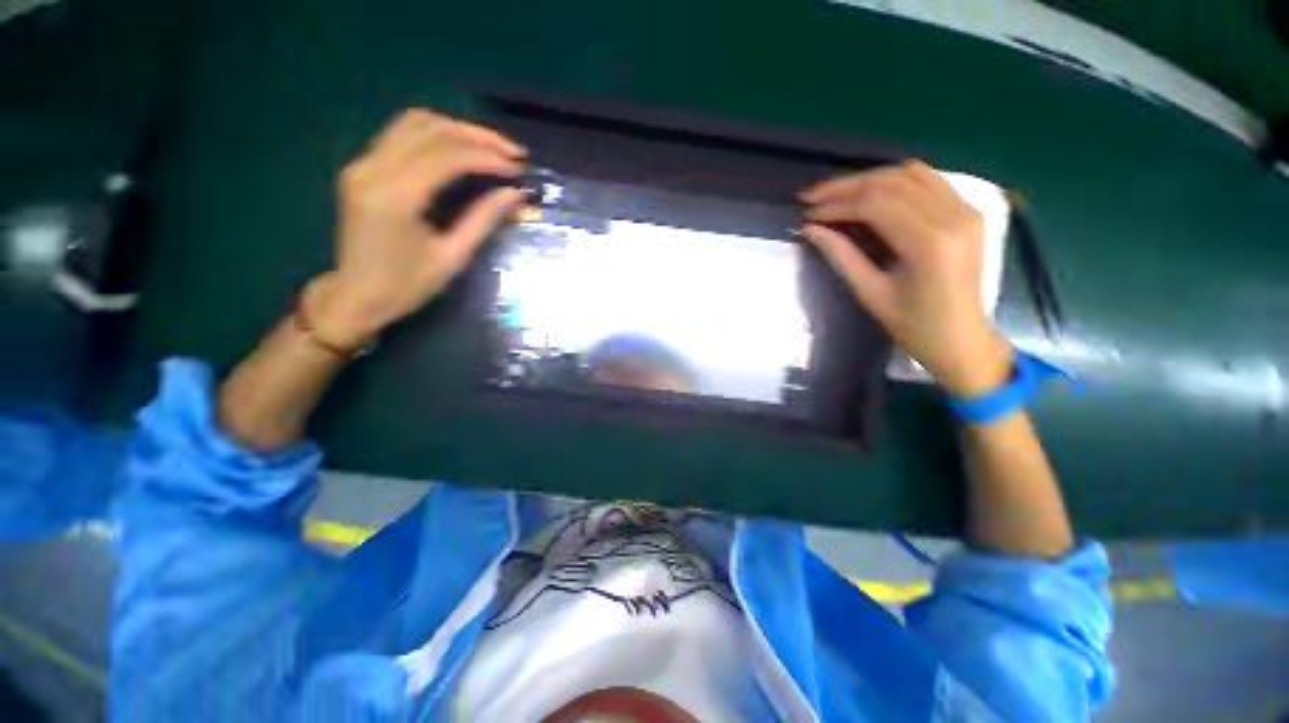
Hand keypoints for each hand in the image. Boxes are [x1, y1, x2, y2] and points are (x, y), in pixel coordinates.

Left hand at [304, 109, 528, 349]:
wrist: (356, 296)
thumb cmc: (406, 286)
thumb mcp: (452, 257)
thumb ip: (483, 220)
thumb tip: (515, 194)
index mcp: (395, 197)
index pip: (447, 156)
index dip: (488, 157)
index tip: (519, 168)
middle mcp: (373, 169)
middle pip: (430, 128)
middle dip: (477, 136)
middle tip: (513, 152)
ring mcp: (363, 164)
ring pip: (414, 123)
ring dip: (458, 130)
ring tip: (492, 147)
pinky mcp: (362, 166)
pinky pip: (402, 135)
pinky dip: (437, 135)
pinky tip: (461, 149)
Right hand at [799, 161, 1010, 396]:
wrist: (962, 339)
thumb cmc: (913, 325)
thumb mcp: (870, 294)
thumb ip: (841, 256)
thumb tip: (810, 229)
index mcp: (929, 243)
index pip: (875, 205)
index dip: (836, 204)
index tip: (807, 213)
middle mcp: (953, 215)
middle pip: (892, 182)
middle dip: (846, 186)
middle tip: (813, 197)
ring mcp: (966, 209)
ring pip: (910, 173)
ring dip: (868, 179)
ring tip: (836, 193)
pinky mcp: (969, 211)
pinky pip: (928, 180)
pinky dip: (894, 181)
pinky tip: (871, 193)